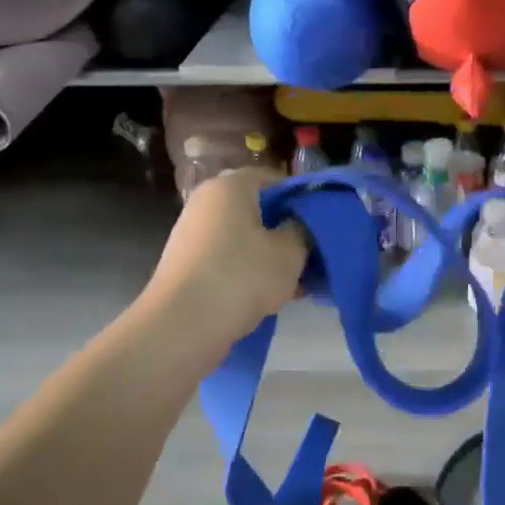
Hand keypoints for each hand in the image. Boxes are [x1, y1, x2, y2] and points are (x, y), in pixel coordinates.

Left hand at [140, 169, 306, 350]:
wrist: (183, 324)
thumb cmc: (242, 276)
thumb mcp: (290, 252)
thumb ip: (302, 231)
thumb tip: (299, 225)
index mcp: (230, 186)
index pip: (274, 179)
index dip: (301, 199)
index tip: (321, 223)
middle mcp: (207, 202)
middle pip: (258, 210)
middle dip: (286, 232)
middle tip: (312, 256)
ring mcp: (194, 234)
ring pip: (245, 238)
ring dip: (271, 256)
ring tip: (298, 282)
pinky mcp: (188, 265)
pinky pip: (230, 260)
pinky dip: (250, 272)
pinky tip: (273, 296)